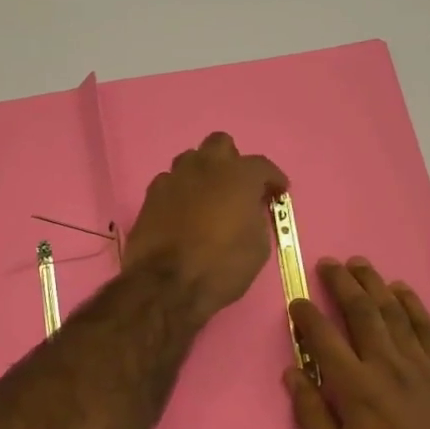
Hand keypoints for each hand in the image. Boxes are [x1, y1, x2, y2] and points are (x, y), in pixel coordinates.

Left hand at [122, 133, 286, 324]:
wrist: (167, 284)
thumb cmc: (222, 266)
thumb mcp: (258, 246)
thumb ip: (257, 217)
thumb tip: (250, 209)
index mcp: (239, 175)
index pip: (262, 165)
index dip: (273, 179)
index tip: (278, 192)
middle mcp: (206, 166)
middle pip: (220, 144)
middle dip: (232, 160)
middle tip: (237, 185)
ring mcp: (174, 177)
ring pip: (191, 159)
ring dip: (203, 172)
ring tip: (208, 196)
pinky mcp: (151, 194)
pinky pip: (170, 181)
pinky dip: (180, 191)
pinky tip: (182, 211)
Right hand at [286, 257, 429, 428]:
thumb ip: (312, 414)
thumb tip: (292, 374)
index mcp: (356, 388)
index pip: (324, 337)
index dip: (307, 315)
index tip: (297, 301)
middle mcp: (387, 365)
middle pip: (361, 311)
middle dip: (341, 283)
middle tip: (328, 263)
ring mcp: (420, 364)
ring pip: (393, 311)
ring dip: (374, 283)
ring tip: (359, 264)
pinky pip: (426, 327)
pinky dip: (413, 304)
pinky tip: (401, 290)